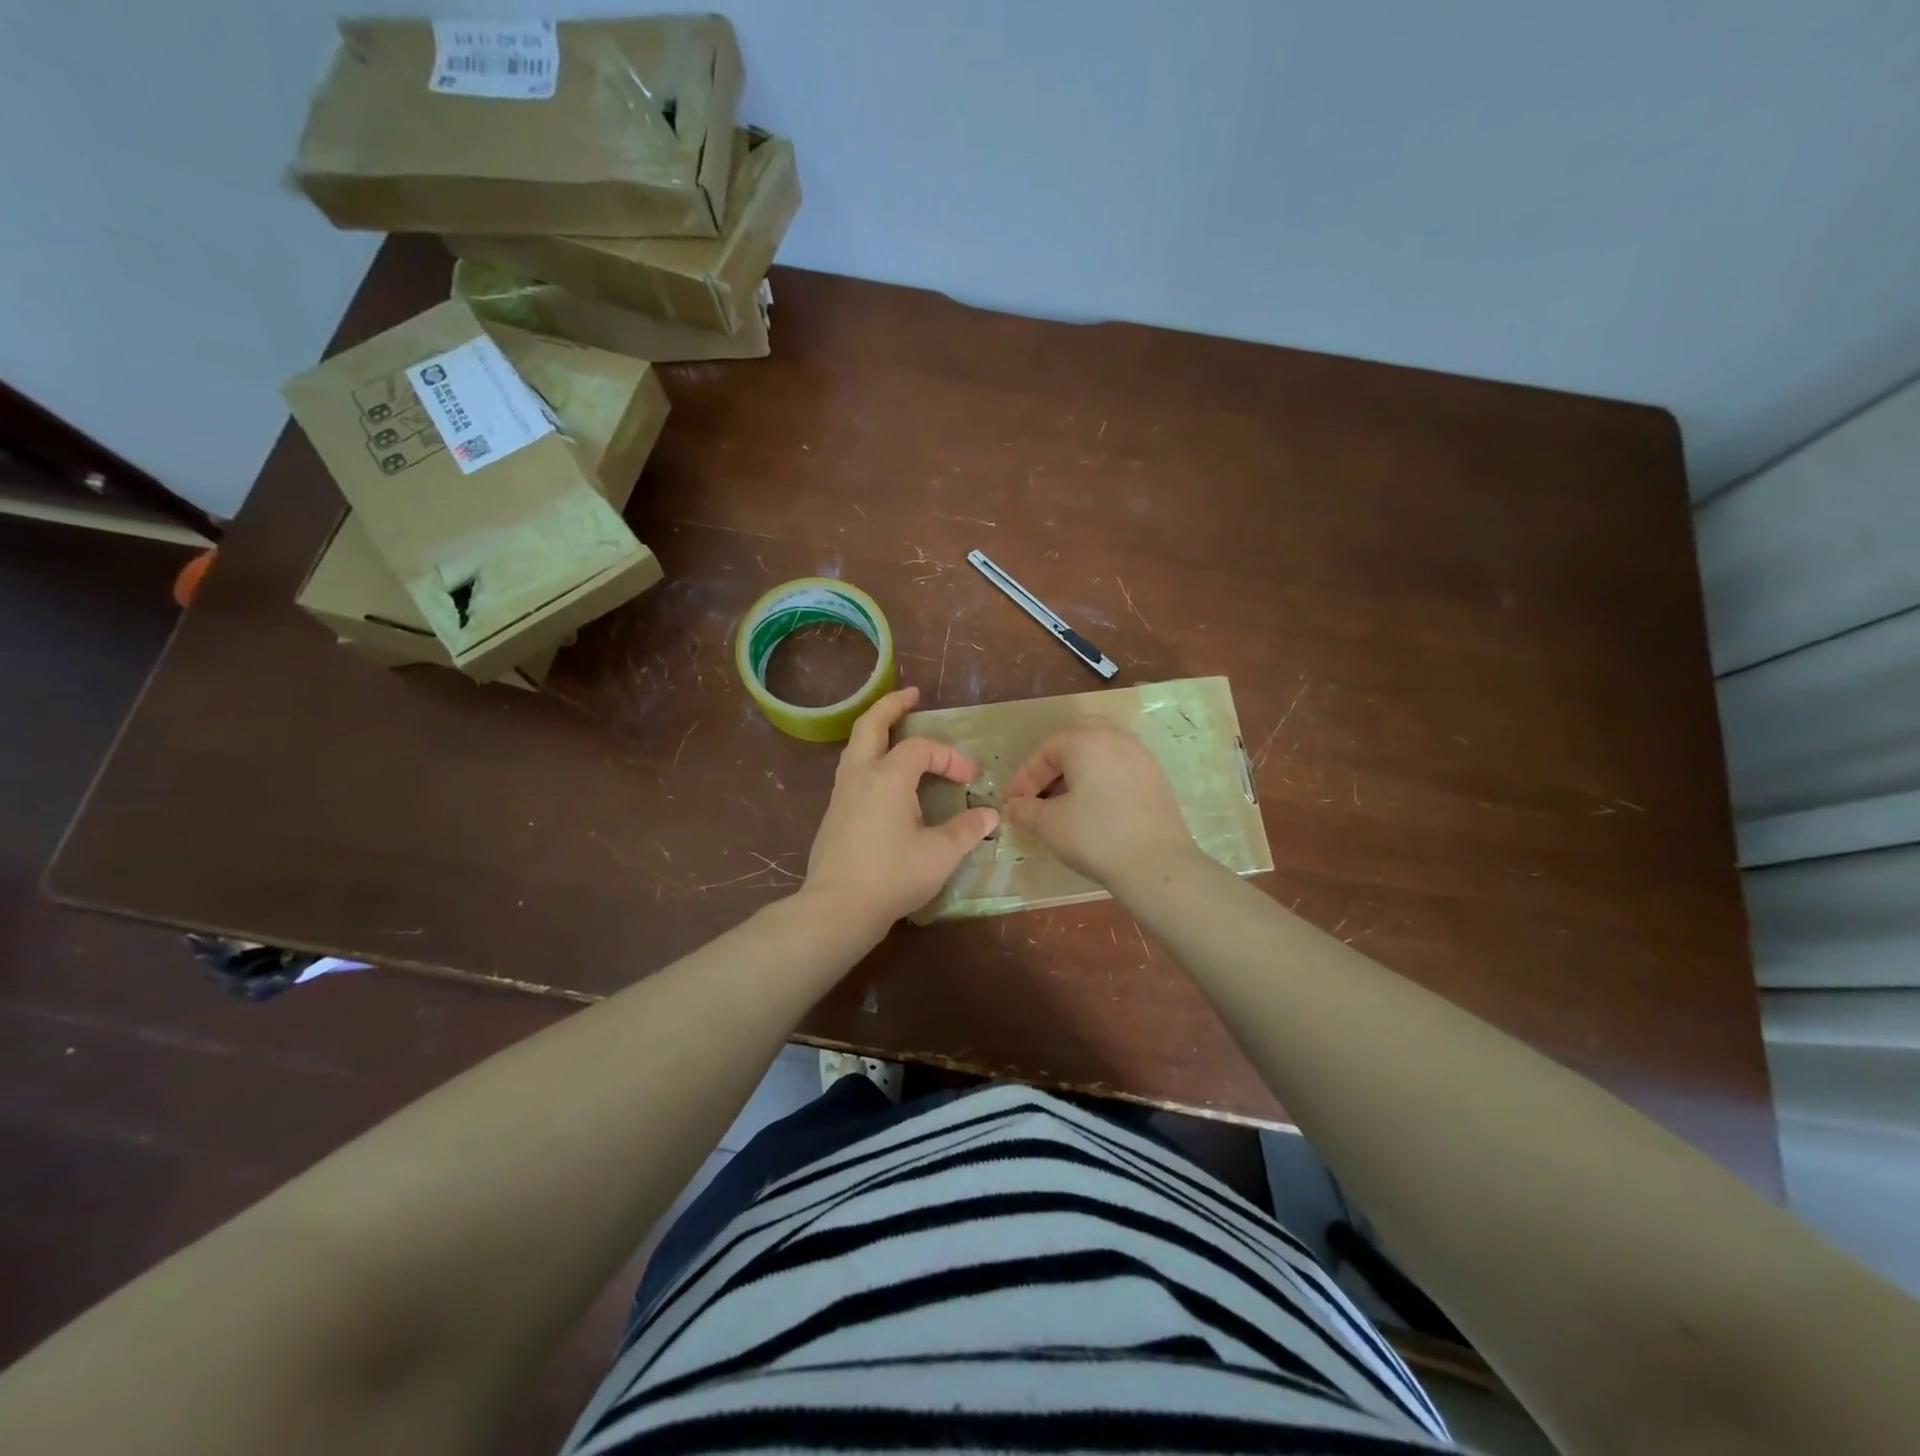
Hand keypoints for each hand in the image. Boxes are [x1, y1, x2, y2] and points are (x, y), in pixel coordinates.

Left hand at [801, 687, 998, 936]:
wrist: (837, 908)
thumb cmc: (892, 876)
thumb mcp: (940, 854)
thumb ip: (966, 829)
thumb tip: (990, 814)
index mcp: (887, 776)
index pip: (922, 749)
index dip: (950, 757)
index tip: (970, 779)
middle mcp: (860, 775)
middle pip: (871, 725)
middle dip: (892, 706)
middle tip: (912, 696)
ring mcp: (841, 793)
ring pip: (856, 746)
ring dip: (877, 730)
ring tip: (896, 729)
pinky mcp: (834, 813)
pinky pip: (853, 769)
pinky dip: (870, 757)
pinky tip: (884, 777)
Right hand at [1002, 718, 1196, 885]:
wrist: (1157, 864)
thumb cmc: (1095, 836)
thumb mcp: (1048, 824)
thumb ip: (1024, 810)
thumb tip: (1012, 807)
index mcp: (1086, 741)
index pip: (1045, 752)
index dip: (1024, 779)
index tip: (1013, 804)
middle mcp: (1116, 739)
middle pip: (1077, 739)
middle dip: (1054, 764)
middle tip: (1041, 791)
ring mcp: (1142, 757)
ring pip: (1102, 753)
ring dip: (1079, 771)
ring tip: (1066, 801)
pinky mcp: (1157, 779)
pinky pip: (1121, 769)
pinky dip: (1102, 780)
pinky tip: (1095, 809)